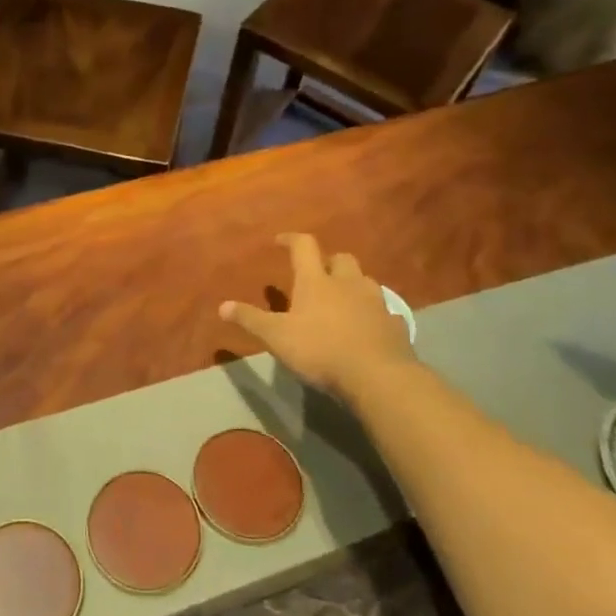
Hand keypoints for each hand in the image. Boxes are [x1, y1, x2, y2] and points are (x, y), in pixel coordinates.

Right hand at [219, 233, 415, 397]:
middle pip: (341, 259)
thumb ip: (250, 320)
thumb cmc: (320, 350)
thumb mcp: (276, 337)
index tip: (280, 241)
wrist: (378, 376)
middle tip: (316, 275)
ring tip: (341, 299)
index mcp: (317, 281)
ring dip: (352, 285)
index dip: (291, 239)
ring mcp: (375, 302)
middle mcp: (348, 283)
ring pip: (364, 281)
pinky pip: (383, 311)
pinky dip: (372, 313)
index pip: (304, 246)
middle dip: (328, 262)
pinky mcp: (394, 324)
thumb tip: (222, 306)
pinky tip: (366, 326)